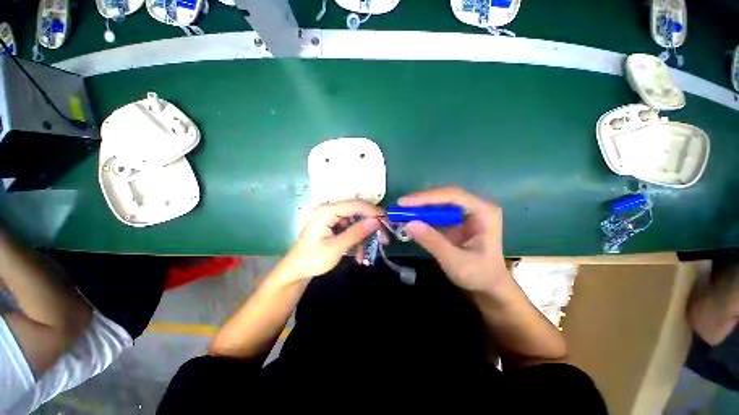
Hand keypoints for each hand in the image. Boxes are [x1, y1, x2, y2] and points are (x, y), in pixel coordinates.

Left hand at [277, 200, 383, 281]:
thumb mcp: (336, 248)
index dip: (373, 211)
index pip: (355, 204)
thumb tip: (377, 221)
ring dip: (365, 237)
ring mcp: (333, 218)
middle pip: (358, 212)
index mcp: (327, 211)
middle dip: (372, 225)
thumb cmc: (312, 259)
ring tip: (369, 253)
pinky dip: (358, 240)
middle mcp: (331, 210)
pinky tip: (359, 254)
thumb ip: (356, 233)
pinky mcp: (335, 225)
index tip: (388, 221)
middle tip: (385, 238)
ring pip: (357, 221)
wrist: (296, 271)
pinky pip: (352, 228)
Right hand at [399, 187, 507, 292]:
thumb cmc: (479, 275)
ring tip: (401, 212)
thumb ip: (433, 242)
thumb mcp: (455, 262)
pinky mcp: (456, 219)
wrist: (489, 286)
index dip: (427, 197)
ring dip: (420, 207)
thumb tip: (408, 224)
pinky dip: (423, 215)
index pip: (453, 196)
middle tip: (400, 207)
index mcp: (484, 212)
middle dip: (421, 201)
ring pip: (439, 202)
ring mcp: (465, 212)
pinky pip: (437, 212)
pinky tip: (411, 218)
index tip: (404, 202)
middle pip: (444, 196)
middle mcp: (475, 207)